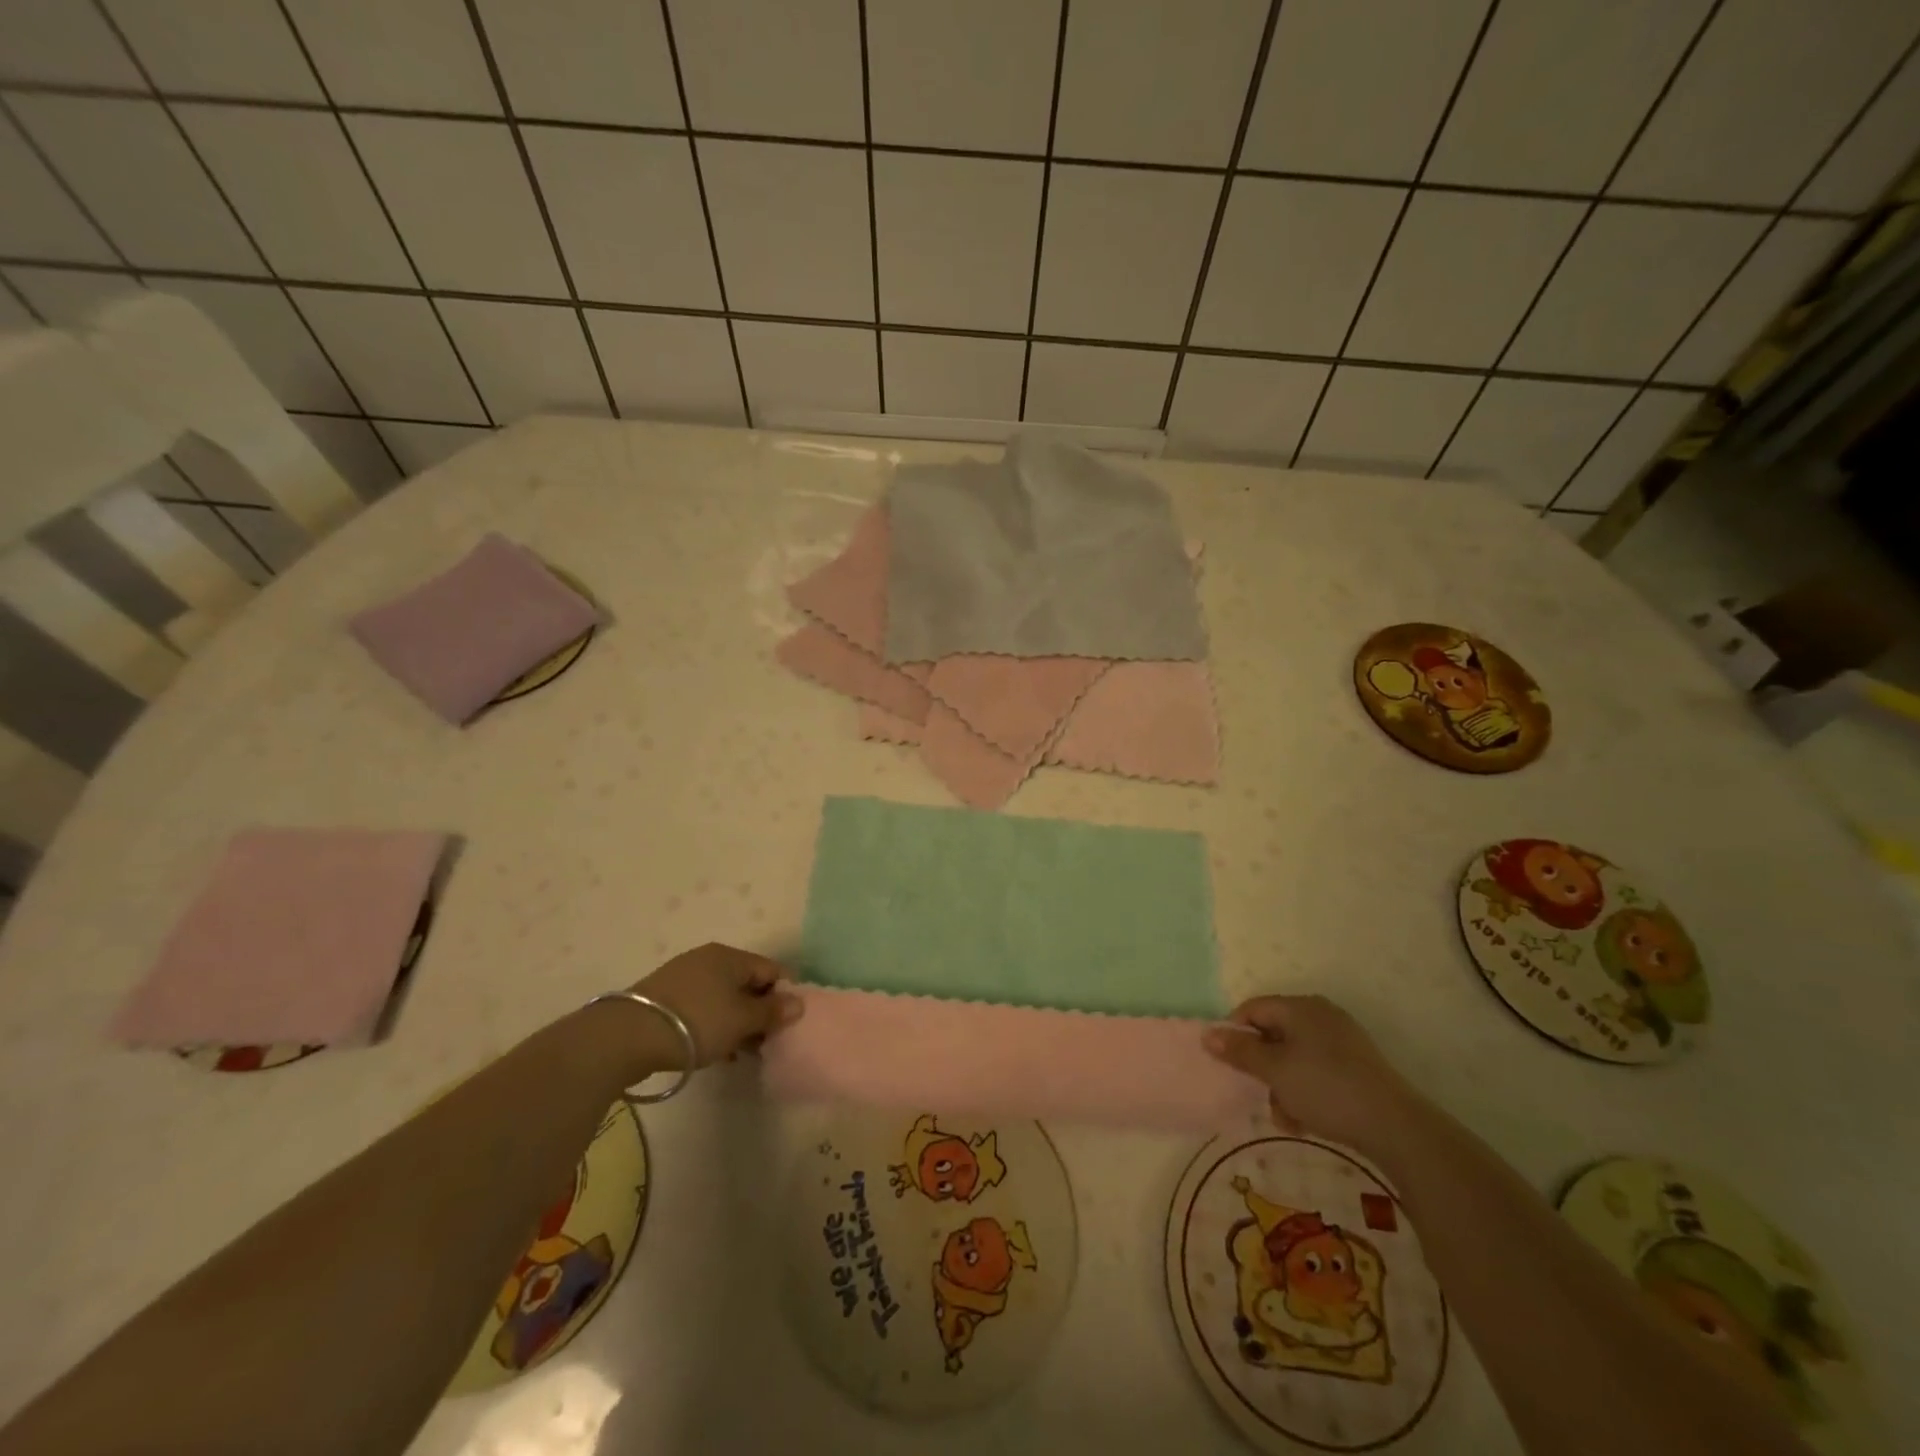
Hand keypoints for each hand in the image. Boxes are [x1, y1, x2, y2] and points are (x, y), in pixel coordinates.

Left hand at [631, 943, 802, 1065]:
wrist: (628, 1036)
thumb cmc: (697, 1022)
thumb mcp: (742, 1019)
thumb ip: (772, 1012)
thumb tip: (798, 1003)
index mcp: (730, 956)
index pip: (771, 970)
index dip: (784, 995)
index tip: (787, 1025)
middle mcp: (708, 959)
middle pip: (747, 983)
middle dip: (759, 1011)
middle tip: (765, 1042)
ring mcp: (683, 977)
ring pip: (723, 997)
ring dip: (736, 1022)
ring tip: (741, 1052)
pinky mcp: (664, 998)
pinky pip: (702, 1008)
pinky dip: (714, 1025)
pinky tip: (715, 1051)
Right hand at [1203, 995, 1421, 1157]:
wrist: (1395, 1127)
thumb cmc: (1325, 1089)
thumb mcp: (1274, 1070)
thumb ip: (1240, 1050)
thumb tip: (1207, 1034)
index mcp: (1300, 1007)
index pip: (1253, 1009)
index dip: (1235, 1033)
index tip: (1228, 1064)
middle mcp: (1320, 1015)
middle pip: (1273, 1034)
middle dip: (1262, 1068)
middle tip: (1259, 1095)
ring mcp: (1342, 1040)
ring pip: (1294, 1057)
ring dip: (1282, 1086)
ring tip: (1287, 1118)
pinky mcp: (1357, 1066)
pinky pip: (1317, 1070)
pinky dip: (1306, 1091)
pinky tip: (1307, 1120)